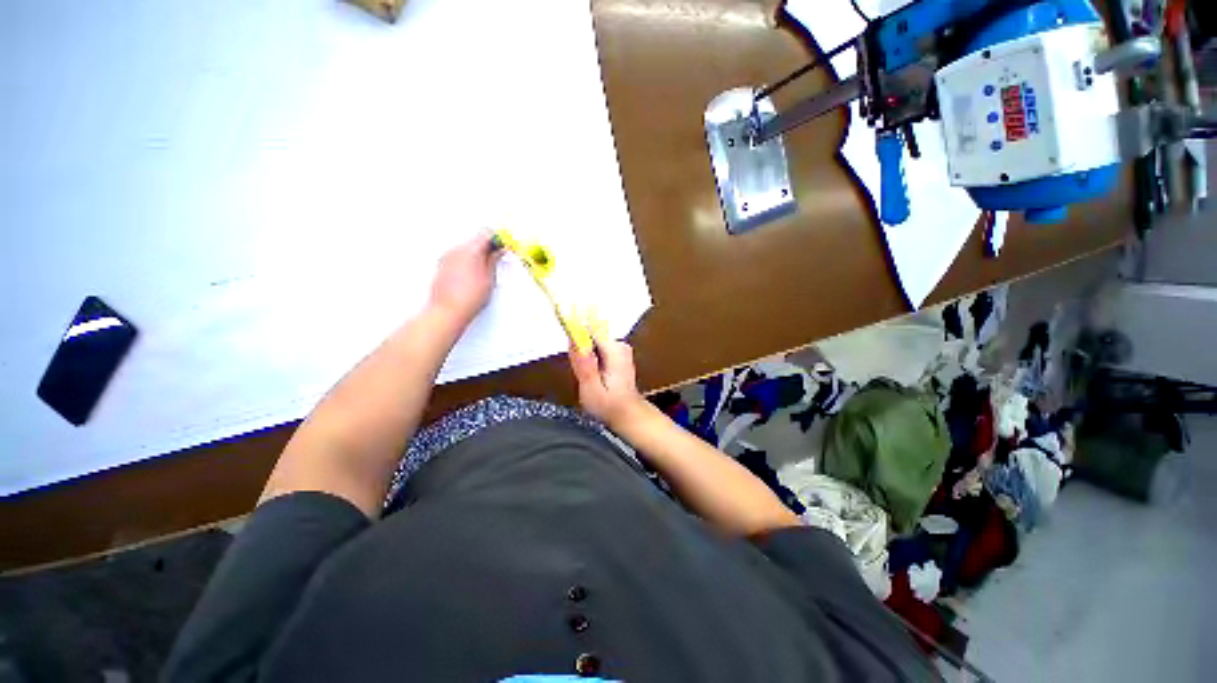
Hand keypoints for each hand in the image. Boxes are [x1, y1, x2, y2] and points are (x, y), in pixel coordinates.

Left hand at [428, 232, 501, 325]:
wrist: (448, 311)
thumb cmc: (469, 298)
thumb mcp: (489, 279)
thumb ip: (494, 261)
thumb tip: (498, 252)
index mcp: (471, 251)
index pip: (487, 234)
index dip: (498, 240)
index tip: (504, 247)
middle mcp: (456, 250)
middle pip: (476, 240)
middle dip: (488, 248)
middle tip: (497, 260)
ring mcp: (447, 257)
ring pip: (466, 248)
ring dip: (477, 255)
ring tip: (485, 272)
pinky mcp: (442, 265)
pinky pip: (458, 256)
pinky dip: (467, 261)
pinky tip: (473, 276)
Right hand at [569, 334, 647, 428]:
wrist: (628, 414)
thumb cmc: (610, 405)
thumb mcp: (591, 389)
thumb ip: (583, 364)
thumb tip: (574, 341)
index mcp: (614, 350)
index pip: (590, 328)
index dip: (575, 336)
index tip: (572, 354)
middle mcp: (619, 344)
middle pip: (590, 334)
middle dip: (580, 350)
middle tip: (582, 373)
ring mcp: (620, 347)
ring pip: (591, 341)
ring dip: (584, 355)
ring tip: (588, 376)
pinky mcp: (617, 351)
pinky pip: (596, 347)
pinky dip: (590, 358)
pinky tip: (594, 374)